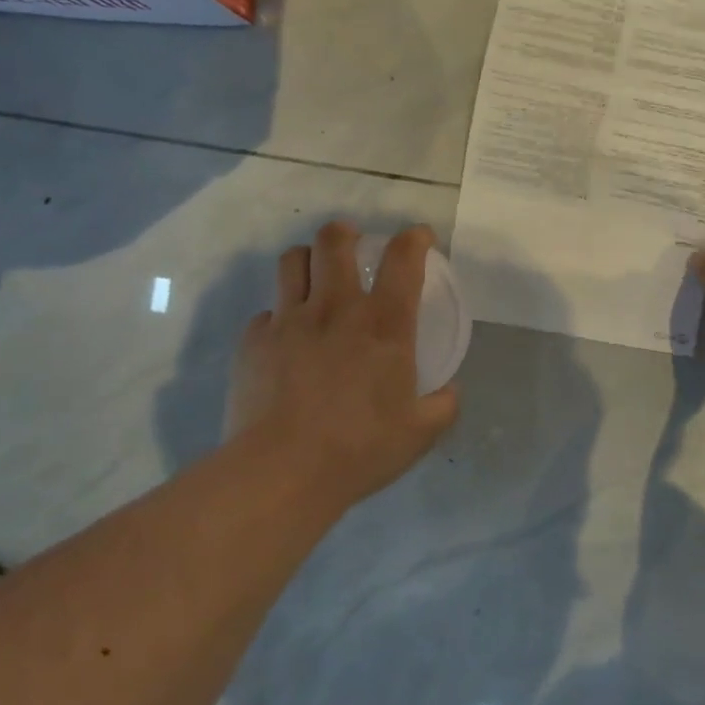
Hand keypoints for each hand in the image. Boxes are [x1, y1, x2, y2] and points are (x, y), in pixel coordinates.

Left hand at [228, 222, 459, 506]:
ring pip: (292, 262)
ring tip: (314, 275)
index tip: (419, 237)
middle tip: (352, 242)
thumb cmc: (359, 449)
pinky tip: (284, 339)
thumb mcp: (420, 433)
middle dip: (345, 232)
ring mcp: (289, 320)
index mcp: (384, 324)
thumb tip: (450, 391)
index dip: (415, 238)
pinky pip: (266, 312)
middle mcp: (336, 308)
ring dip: (307, 259)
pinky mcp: (253, 341)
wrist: (280, 472)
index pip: (403, 259)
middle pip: (334, 241)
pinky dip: (279, 316)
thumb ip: (443, 405)